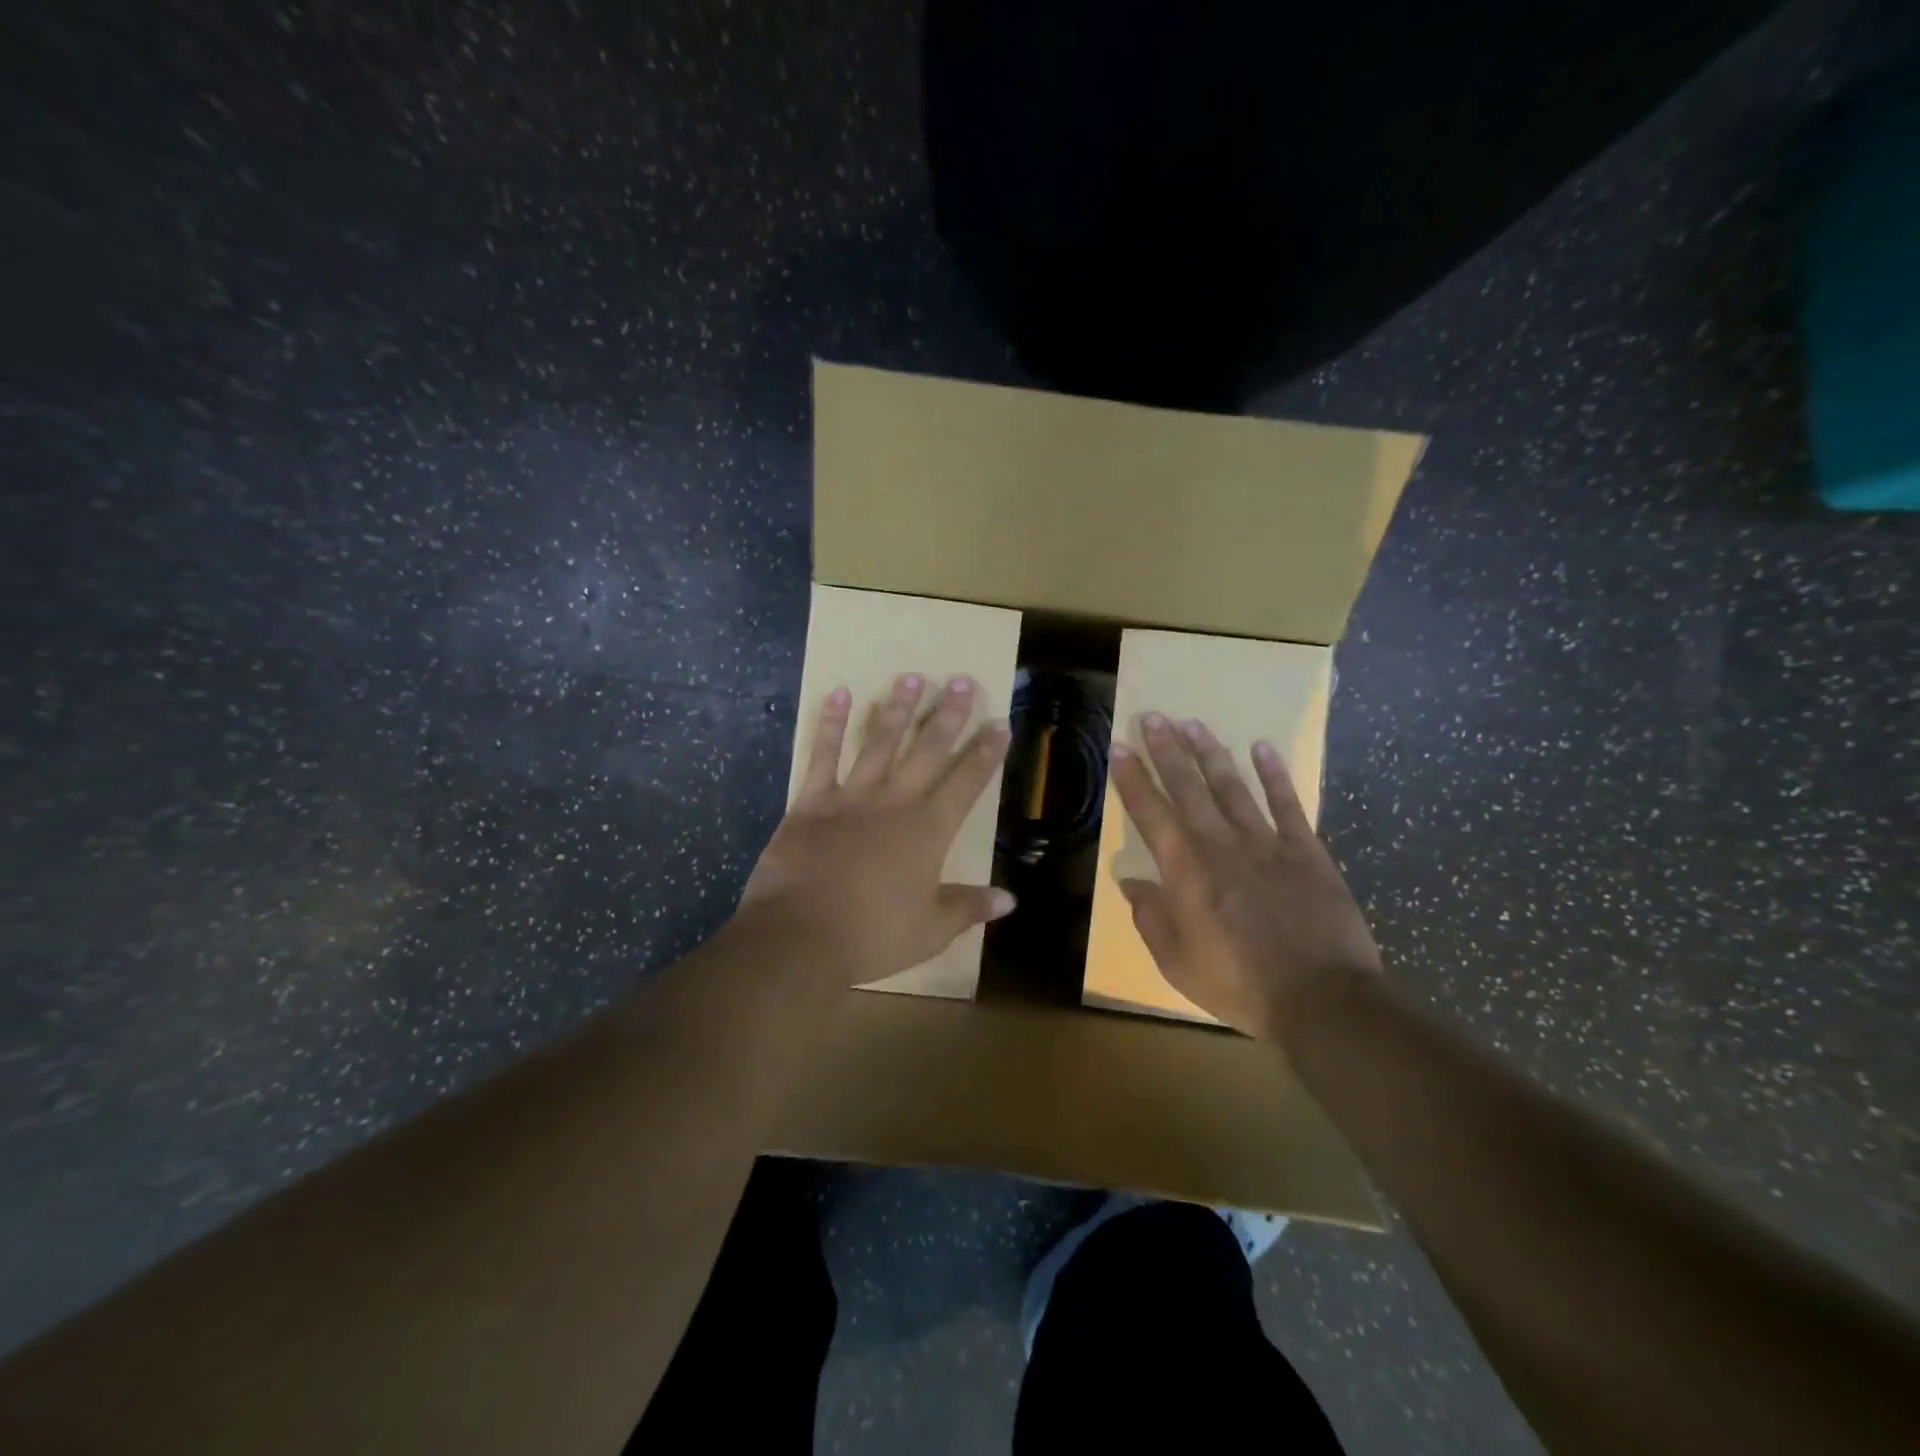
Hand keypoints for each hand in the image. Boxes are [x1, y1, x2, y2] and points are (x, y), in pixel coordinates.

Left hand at [739, 674, 1015, 984]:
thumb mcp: (930, 930)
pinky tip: (839, 694)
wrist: (799, 937)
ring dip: (896, 709)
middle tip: (960, 681)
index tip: (999, 723)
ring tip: (911, 677)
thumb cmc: (871, 936)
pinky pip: (823, 756)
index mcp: (928, 831)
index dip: (985, 753)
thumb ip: (969, 908)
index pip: (966, 783)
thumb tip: (1010, 899)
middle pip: (927, 751)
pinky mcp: (811, 802)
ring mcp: (851, 797)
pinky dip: (831, 725)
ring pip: (879, 743)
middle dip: (947, 716)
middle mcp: (894, 803)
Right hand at [1107, 714, 1380, 1037]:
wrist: (1323, 1000)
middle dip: (1167, 751)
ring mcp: (1267, 844)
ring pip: (1233, 787)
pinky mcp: (1307, 851)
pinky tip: (1262, 748)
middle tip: (1153, 717)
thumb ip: (1151, 918)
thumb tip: (1129, 882)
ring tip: (1193, 723)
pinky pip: (1288, 804)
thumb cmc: (1241, 986)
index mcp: (1187, 872)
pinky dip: (1275, 775)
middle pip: (1189, 789)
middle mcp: (1222, 846)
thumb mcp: (1178, 963)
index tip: (1120, 748)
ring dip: (1211, 754)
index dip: (1133, 780)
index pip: (1152, 815)